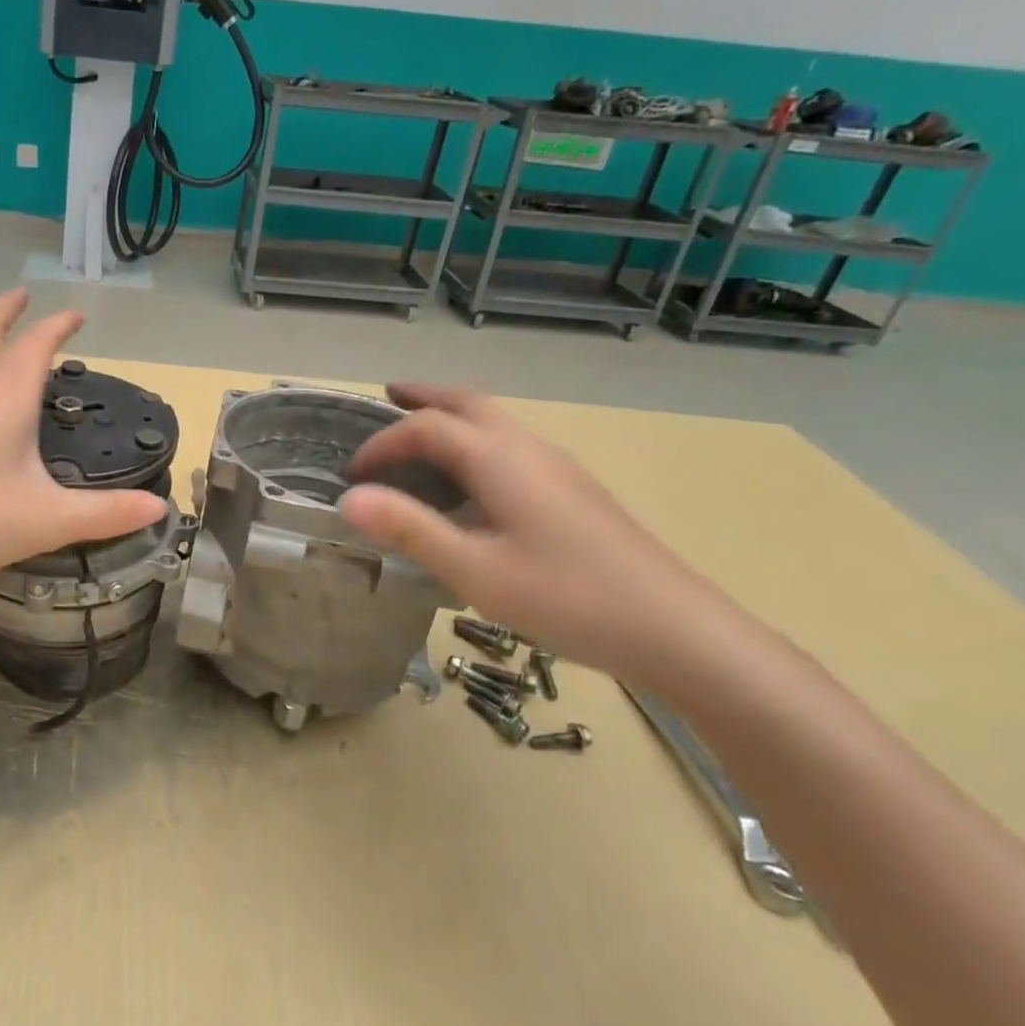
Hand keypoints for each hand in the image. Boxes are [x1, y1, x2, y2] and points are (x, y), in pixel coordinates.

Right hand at [340, 385, 744, 682]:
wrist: (676, 630)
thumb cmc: (567, 597)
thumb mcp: (474, 569)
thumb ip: (410, 529)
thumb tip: (349, 498)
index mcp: (499, 459)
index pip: (426, 428)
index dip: (382, 444)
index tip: (352, 475)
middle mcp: (528, 449)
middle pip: (469, 403)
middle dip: (424, 396)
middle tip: (388, 395)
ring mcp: (558, 468)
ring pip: (495, 422)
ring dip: (452, 416)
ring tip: (420, 433)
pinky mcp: (574, 491)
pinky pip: (511, 445)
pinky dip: (475, 441)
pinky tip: (471, 481)